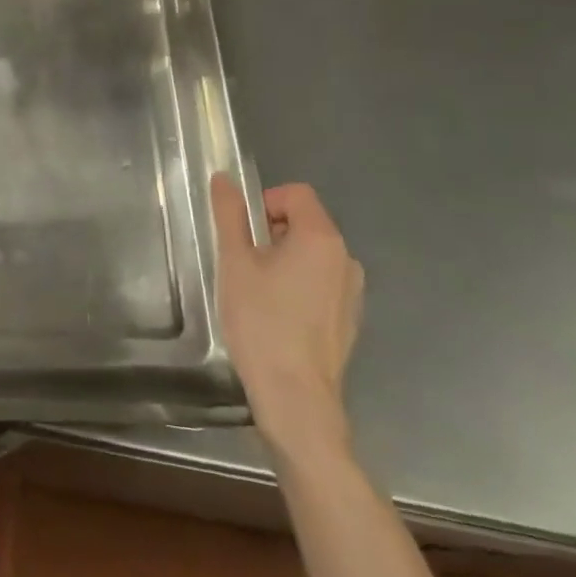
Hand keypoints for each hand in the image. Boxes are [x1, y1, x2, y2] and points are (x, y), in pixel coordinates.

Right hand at [212, 176, 364, 464]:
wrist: (295, 397)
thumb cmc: (261, 322)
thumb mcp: (235, 262)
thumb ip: (230, 215)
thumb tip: (224, 179)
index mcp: (321, 238)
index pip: (296, 194)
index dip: (264, 202)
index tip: (243, 233)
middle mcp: (346, 259)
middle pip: (305, 222)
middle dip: (271, 231)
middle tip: (243, 263)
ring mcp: (352, 292)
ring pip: (312, 254)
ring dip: (284, 259)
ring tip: (257, 291)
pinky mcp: (349, 319)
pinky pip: (321, 283)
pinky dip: (298, 284)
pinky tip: (277, 315)